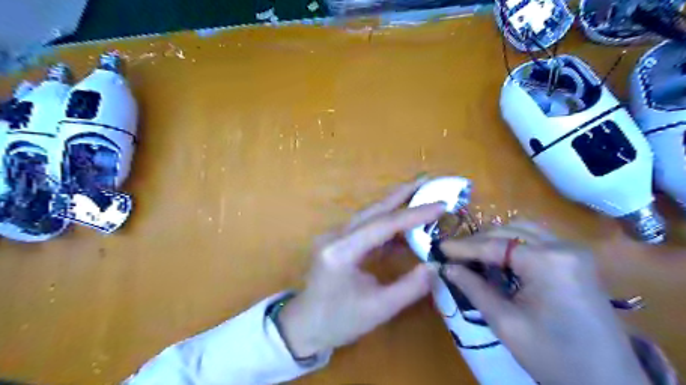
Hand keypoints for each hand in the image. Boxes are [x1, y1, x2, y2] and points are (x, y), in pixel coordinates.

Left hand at [276, 180, 441, 357]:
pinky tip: (404, 225)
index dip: (413, 214)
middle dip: (401, 194)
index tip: (440, 205)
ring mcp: (334, 236)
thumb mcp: (379, 310)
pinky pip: (366, 227)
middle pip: (373, 210)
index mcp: (341, 252)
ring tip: (419, 194)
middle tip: (426, 179)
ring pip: (369, 215)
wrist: (304, 325)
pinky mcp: (338, 241)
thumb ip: (410, 287)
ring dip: (394, 204)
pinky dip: (386, 224)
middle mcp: (335, 236)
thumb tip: (436, 266)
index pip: (382, 225)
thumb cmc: (339, 322)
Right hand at [439, 223, 648, 384]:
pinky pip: (536, 241)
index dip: (463, 247)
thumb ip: (474, 288)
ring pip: (523, 231)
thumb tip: (446, 268)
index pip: (494, 245)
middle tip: (454, 256)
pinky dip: (513, 246)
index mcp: (548, 262)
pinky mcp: (576, 259)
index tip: (439, 247)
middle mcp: (563, 246)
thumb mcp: (506, 323)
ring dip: (496, 241)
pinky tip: (500, 260)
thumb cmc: (554, 357)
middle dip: (478, 241)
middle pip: (509, 232)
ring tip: (474, 257)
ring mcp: (574, 250)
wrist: (609, 383)